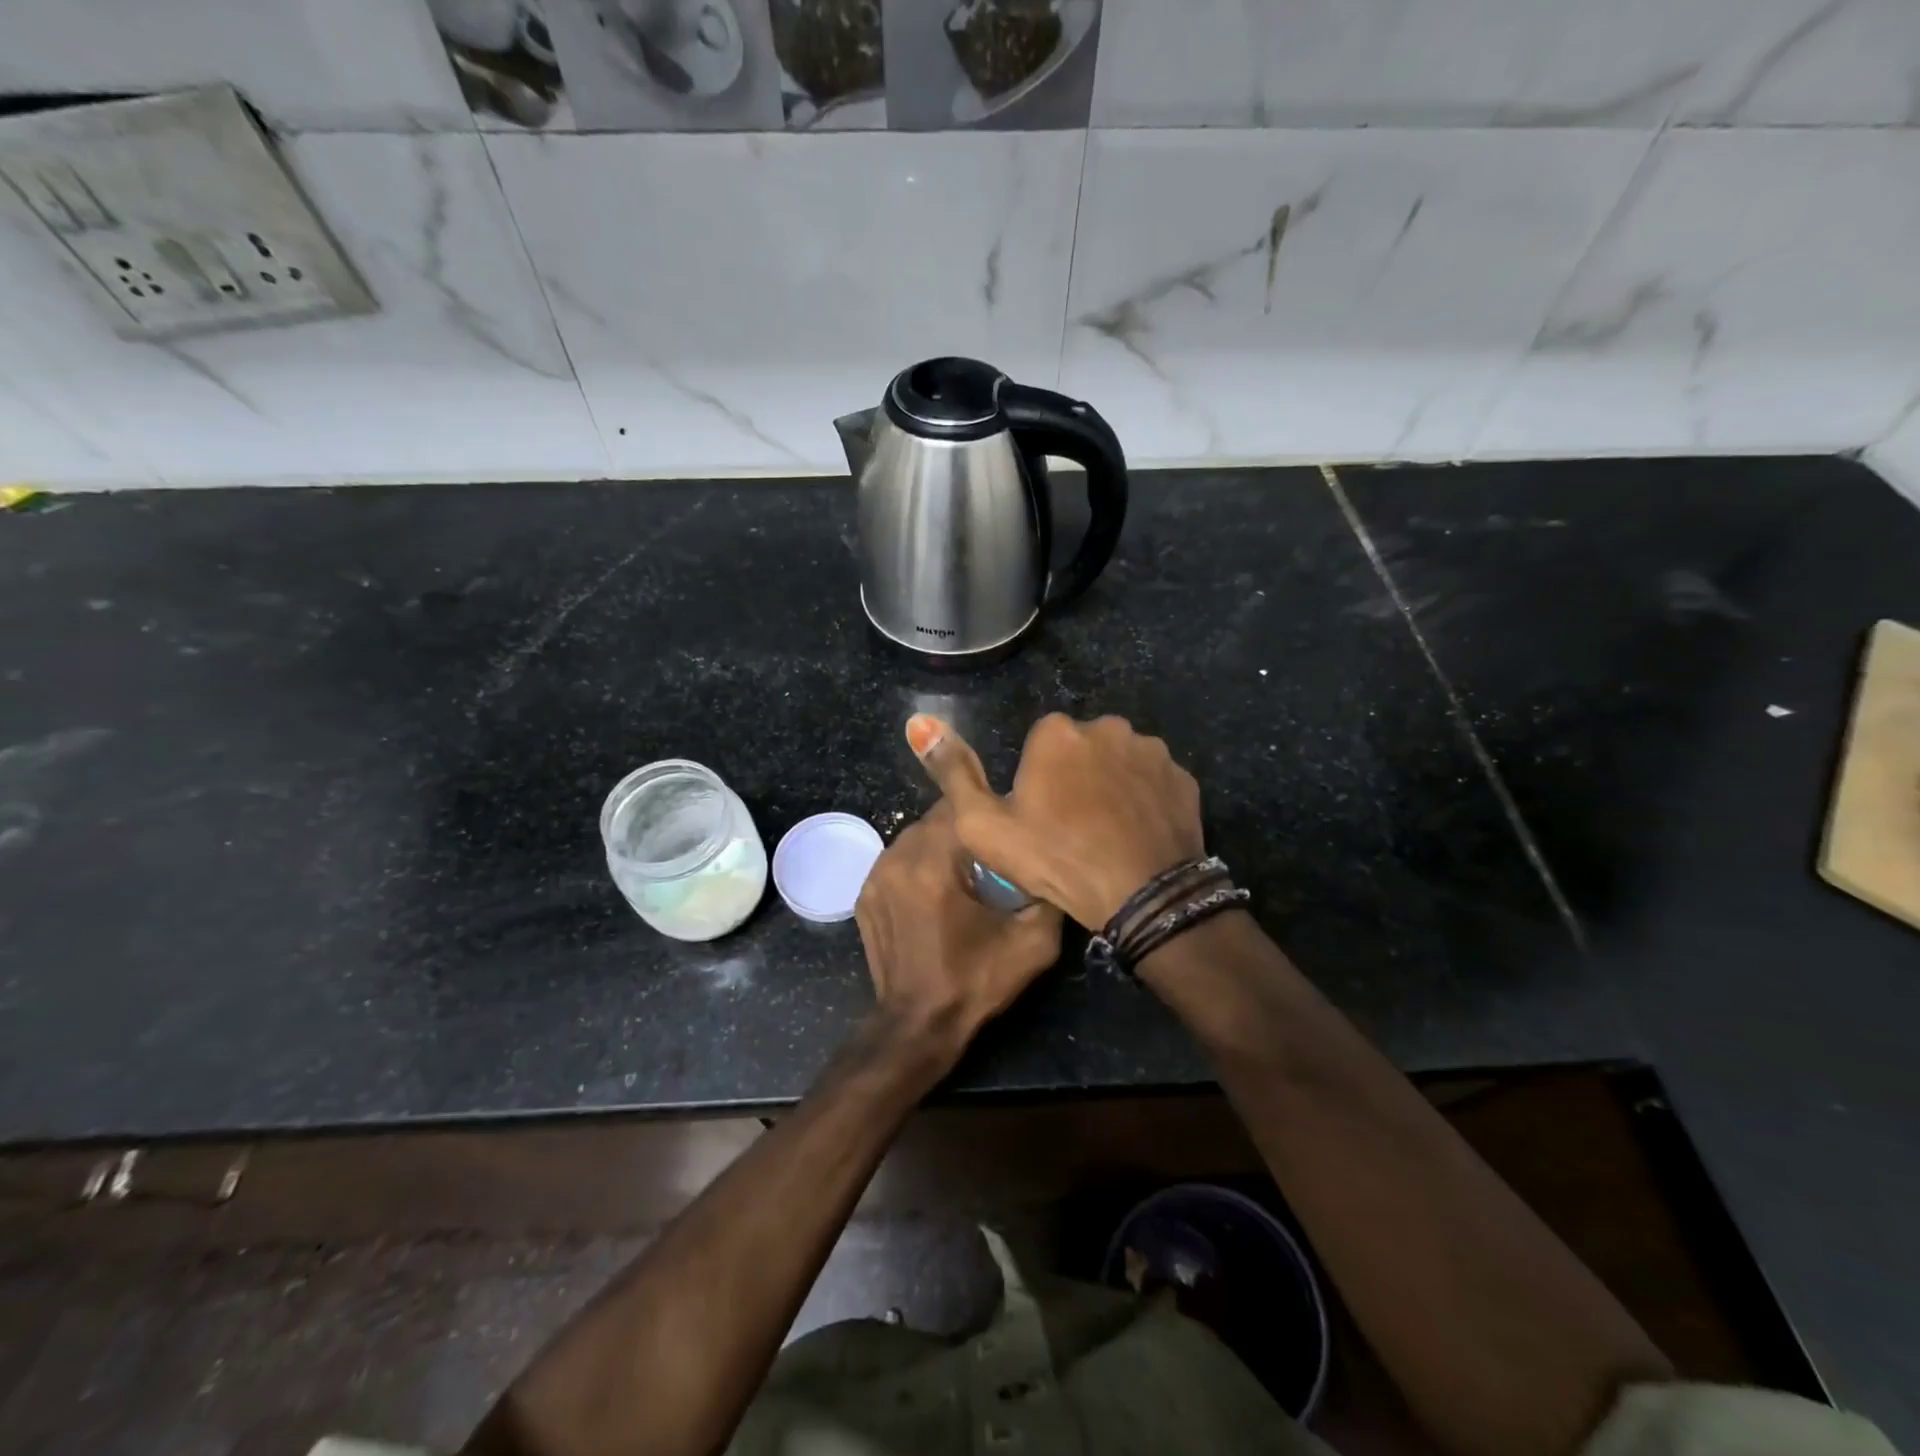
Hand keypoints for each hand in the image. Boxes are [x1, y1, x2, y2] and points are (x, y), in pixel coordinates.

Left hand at [854, 800, 1063, 1059]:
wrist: (918, 1026)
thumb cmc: (974, 982)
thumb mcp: (1032, 945)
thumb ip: (1049, 897)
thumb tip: (1055, 864)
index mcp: (933, 866)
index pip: (959, 808)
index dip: (986, 812)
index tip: (1006, 825)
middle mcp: (897, 861)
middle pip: (934, 820)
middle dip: (963, 830)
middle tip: (990, 851)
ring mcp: (875, 877)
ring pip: (914, 838)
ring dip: (940, 846)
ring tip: (965, 870)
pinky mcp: (865, 895)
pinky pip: (897, 861)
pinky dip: (918, 866)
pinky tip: (936, 891)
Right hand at [907, 713, 1203, 929]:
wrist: (1141, 895)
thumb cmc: (1055, 858)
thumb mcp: (984, 824)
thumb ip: (951, 771)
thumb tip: (918, 722)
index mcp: (1057, 733)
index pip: (1039, 744)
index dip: (1036, 781)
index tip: (1039, 817)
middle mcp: (1107, 727)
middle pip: (1081, 748)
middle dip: (1075, 777)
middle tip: (1072, 828)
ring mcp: (1151, 750)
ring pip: (1119, 762)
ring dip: (1112, 786)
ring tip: (1107, 834)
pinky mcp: (1183, 777)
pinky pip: (1153, 781)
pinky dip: (1144, 800)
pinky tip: (1137, 833)